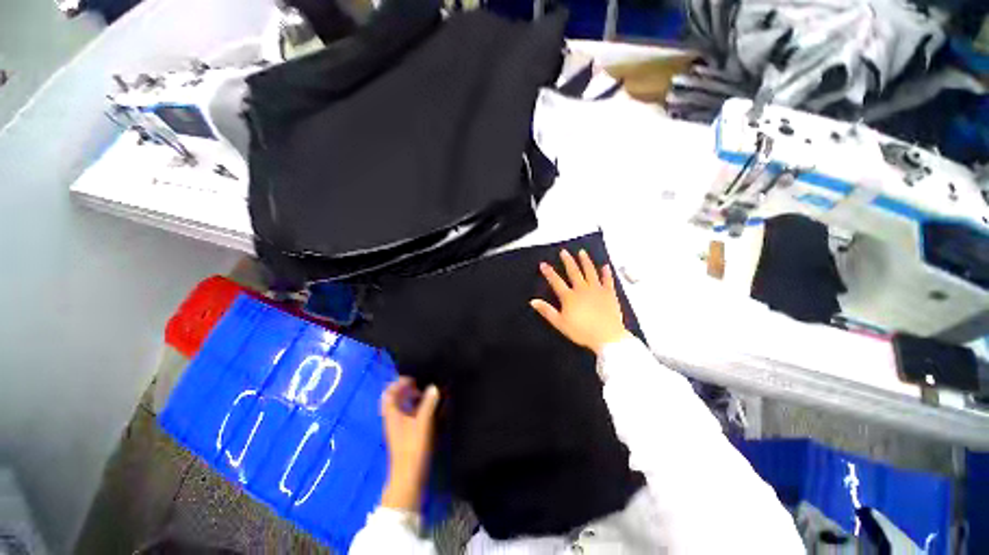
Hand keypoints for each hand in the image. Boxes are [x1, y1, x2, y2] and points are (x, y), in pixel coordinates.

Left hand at [380, 377, 439, 510]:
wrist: (409, 477)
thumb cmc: (413, 448)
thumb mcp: (422, 423)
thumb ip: (428, 403)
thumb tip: (433, 387)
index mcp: (392, 414)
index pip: (389, 393)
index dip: (399, 383)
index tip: (413, 378)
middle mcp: (392, 419)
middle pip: (394, 398)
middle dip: (406, 389)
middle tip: (421, 384)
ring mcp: (398, 427)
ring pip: (402, 407)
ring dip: (412, 398)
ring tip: (427, 394)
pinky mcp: (405, 434)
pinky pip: (408, 414)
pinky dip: (416, 408)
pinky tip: (428, 409)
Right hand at [530, 249, 630, 355]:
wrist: (607, 337)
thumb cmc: (581, 331)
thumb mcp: (560, 323)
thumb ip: (547, 311)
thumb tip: (533, 301)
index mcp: (569, 297)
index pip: (556, 282)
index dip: (549, 272)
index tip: (543, 264)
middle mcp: (582, 289)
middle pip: (574, 272)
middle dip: (568, 261)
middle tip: (564, 252)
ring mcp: (597, 290)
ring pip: (590, 272)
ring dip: (585, 261)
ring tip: (582, 252)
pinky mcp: (609, 294)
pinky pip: (608, 280)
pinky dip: (606, 273)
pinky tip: (605, 266)